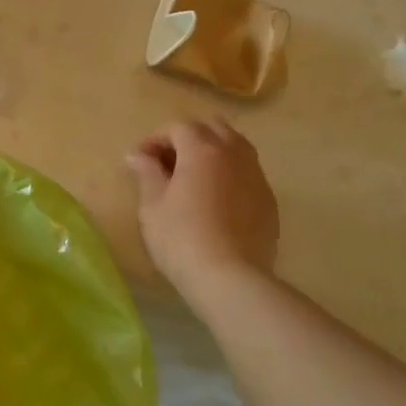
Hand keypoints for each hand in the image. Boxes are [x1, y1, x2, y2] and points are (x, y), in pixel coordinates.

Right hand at [125, 117, 279, 297]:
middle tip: (168, 163)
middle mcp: (234, 154)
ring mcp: (256, 176)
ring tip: (192, 178)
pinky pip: (247, 172)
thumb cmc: (181, 238)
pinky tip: (215, 200)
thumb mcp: (152, 206)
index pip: (178, 127)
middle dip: (188, 138)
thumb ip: (146, 173)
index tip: (140, 160)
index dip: (156, 138)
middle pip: (212, 128)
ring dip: (212, 152)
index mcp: (202, 150)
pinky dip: (228, 174)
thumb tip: (137, 155)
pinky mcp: (268, 200)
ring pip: (235, 147)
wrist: (230, 278)